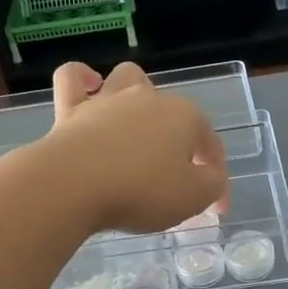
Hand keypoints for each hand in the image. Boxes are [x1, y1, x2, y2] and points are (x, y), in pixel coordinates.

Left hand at [36, 62, 228, 233]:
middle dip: (179, 141)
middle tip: (173, 179)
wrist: (74, 185)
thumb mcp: (193, 198)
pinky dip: (82, 79)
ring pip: (128, 78)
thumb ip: (211, 185)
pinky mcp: (70, 108)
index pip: (211, 146)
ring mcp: (107, 99)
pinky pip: (73, 77)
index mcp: (185, 117)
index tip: (216, 211)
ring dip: (136, 96)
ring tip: (135, 127)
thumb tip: (211, 177)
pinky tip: (89, 88)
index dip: (217, 179)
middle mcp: (148, 98)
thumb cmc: (141, 191)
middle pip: (172, 113)